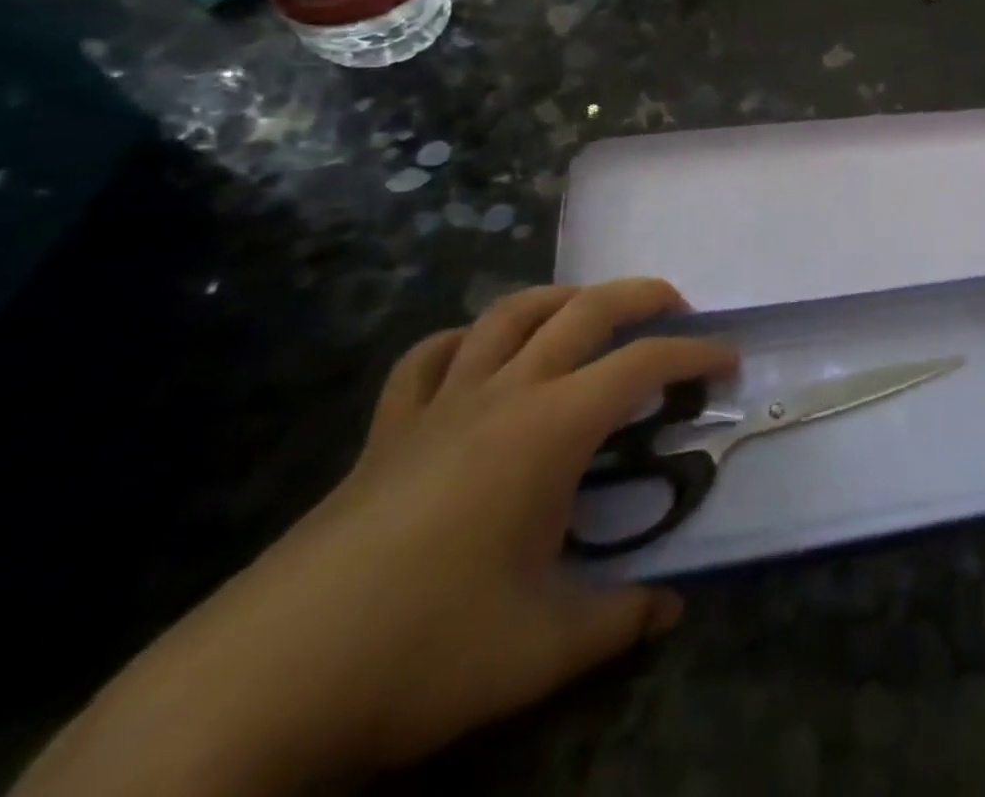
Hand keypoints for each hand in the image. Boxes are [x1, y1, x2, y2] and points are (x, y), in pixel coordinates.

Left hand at [20, 280, 734, 796]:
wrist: (255, 689)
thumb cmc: (420, 651)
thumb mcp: (542, 648)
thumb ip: (620, 620)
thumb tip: (670, 610)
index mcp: (550, 429)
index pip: (643, 366)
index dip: (695, 356)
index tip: (728, 363)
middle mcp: (502, 395)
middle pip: (583, 310)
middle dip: (642, 296)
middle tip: (680, 309)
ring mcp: (438, 406)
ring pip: (508, 314)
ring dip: (561, 299)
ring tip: (592, 315)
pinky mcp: (386, 432)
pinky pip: (430, 359)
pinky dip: (466, 341)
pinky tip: (481, 357)